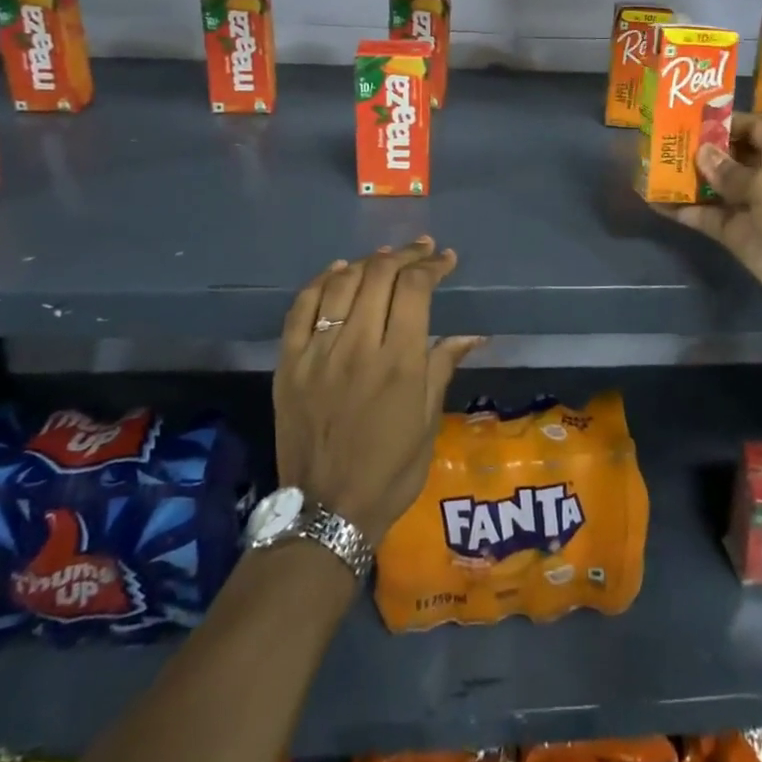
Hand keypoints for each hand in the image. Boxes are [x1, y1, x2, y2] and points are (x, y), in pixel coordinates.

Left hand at [274, 238, 484, 543]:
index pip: (415, 289)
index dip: (432, 265)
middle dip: (405, 255)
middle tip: (421, 250)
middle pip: (379, 275)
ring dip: (367, 262)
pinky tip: (338, 271)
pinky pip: (301, 308)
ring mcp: (317, 352)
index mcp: (398, 362)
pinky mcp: (289, 363)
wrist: (326, 511)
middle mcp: (357, 346)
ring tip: (385, 257)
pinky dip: (321, 281)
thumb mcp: (428, 421)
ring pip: (341, 283)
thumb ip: (443, 367)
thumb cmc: (390, 470)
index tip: (446, 259)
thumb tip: (471, 334)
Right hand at [661, 114, 761, 319]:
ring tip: (646, 165)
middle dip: (695, 147)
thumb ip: (730, 170)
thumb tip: (701, 152)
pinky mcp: (738, 234)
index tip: (682, 115)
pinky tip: (652, 198)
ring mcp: (751, 204)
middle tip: (655, 138)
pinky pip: (705, 216)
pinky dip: (682, 209)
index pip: (748, 125)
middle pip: (726, 154)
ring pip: (712, 185)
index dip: (719, 120)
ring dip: (684, 178)